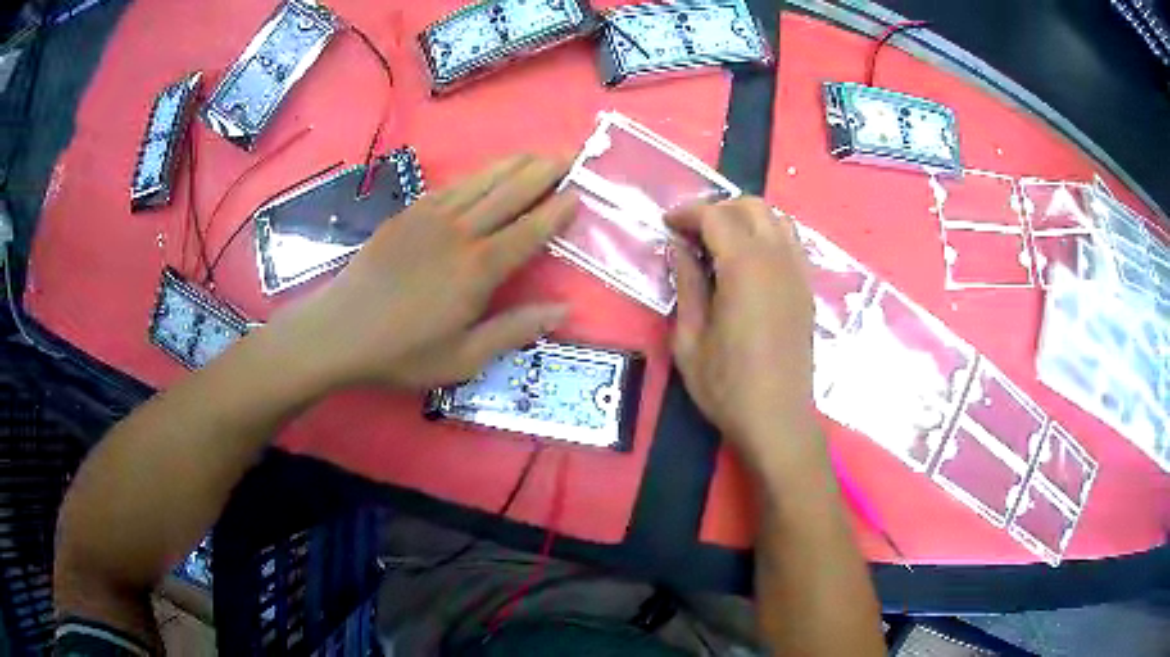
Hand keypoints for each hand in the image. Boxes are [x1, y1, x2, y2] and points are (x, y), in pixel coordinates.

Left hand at [267, 154, 575, 390]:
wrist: (339, 331)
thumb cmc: (402, 352)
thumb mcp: (463, 358)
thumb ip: (515, 330)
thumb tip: (565, 310)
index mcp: (478, 269)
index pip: (529, 230)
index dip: (556, 210)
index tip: (579, 191)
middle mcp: (460, 232)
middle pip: (510, 192)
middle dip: (543, 171)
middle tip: (570, 154)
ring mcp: (431, 217)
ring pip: (482, 181)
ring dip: (513, 164)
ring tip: (537, 153)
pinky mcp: (408, 214)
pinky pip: (451, 185)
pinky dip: (476, 175)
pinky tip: (485, 172)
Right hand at [667, 198, 818, 465]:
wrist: (778, 420)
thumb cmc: (727, 386)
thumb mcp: (689, 339)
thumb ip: (686, 285)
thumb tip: (679, 248)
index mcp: (745, 268)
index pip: (716, 216)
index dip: (688, 213)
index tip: (667, 225)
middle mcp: (778, 259)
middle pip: (753, 206)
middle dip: (719, 208)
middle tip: (693, 232)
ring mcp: (799, 273)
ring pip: (777, 219)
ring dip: (747, 218)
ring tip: (722, 242)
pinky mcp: (807, 289)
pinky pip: (792, 242)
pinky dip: (769, 235)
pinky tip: (750, 262)